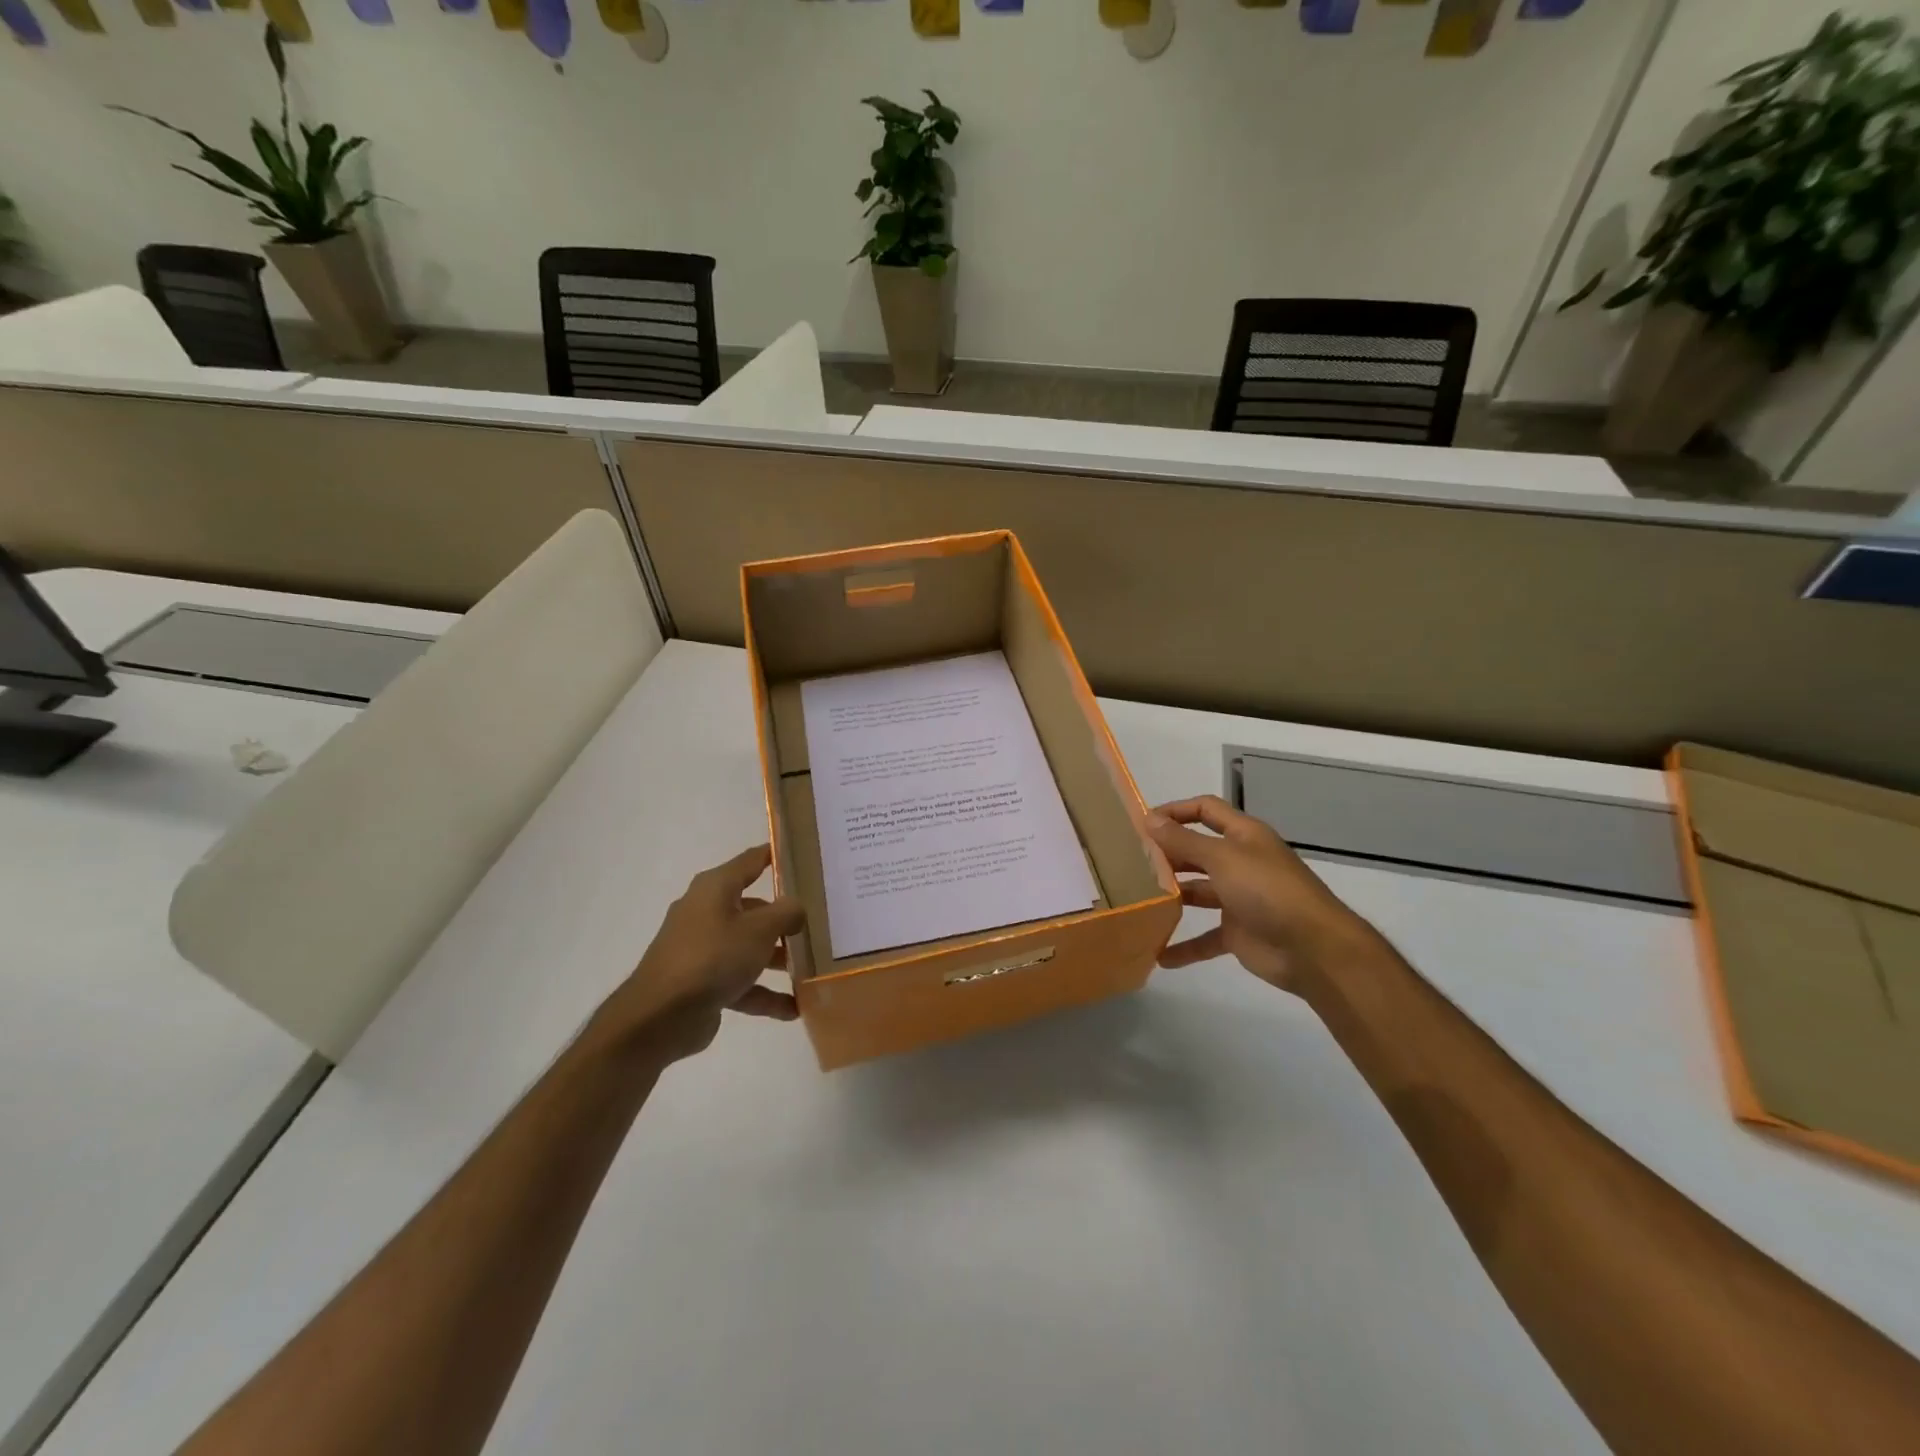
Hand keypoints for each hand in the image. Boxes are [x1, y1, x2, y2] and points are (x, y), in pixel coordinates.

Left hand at [599, 844, 805, 1061]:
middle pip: (753, 908)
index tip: (804, 855)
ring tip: (811, 969)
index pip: (751, 861)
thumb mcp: (760, 929)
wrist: (660, 1017)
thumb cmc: (713, 956)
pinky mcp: (701, 982)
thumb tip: (797, 908)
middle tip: (818, 922)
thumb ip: (787, 912)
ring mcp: (702, 949)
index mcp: (715, 888)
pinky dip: (765, 993)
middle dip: (784, 918)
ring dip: (777, 958)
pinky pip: (740, 982)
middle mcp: (706, 912)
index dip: (776, 855)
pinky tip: (794, 1009)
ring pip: (748, 947)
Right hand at [1147, 796, 1372, 993]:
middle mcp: (1240, 862)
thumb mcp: (1222, 858)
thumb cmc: (1267, 890)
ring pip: (1197, 893)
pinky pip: (1204, 938)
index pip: (1206, 810)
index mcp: (1243, 836)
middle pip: (1197, 851)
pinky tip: (1158, 955)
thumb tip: (1149, 818)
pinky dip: (1184, 946)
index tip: (1141, 823)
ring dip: (1171, 897)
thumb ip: (1183, 840)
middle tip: (1129, 862)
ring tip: (1135, 900)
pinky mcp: (1238, 933)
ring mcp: (1239, 899)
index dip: (1175, 811)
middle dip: (1167, 855)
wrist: (1314, 950)